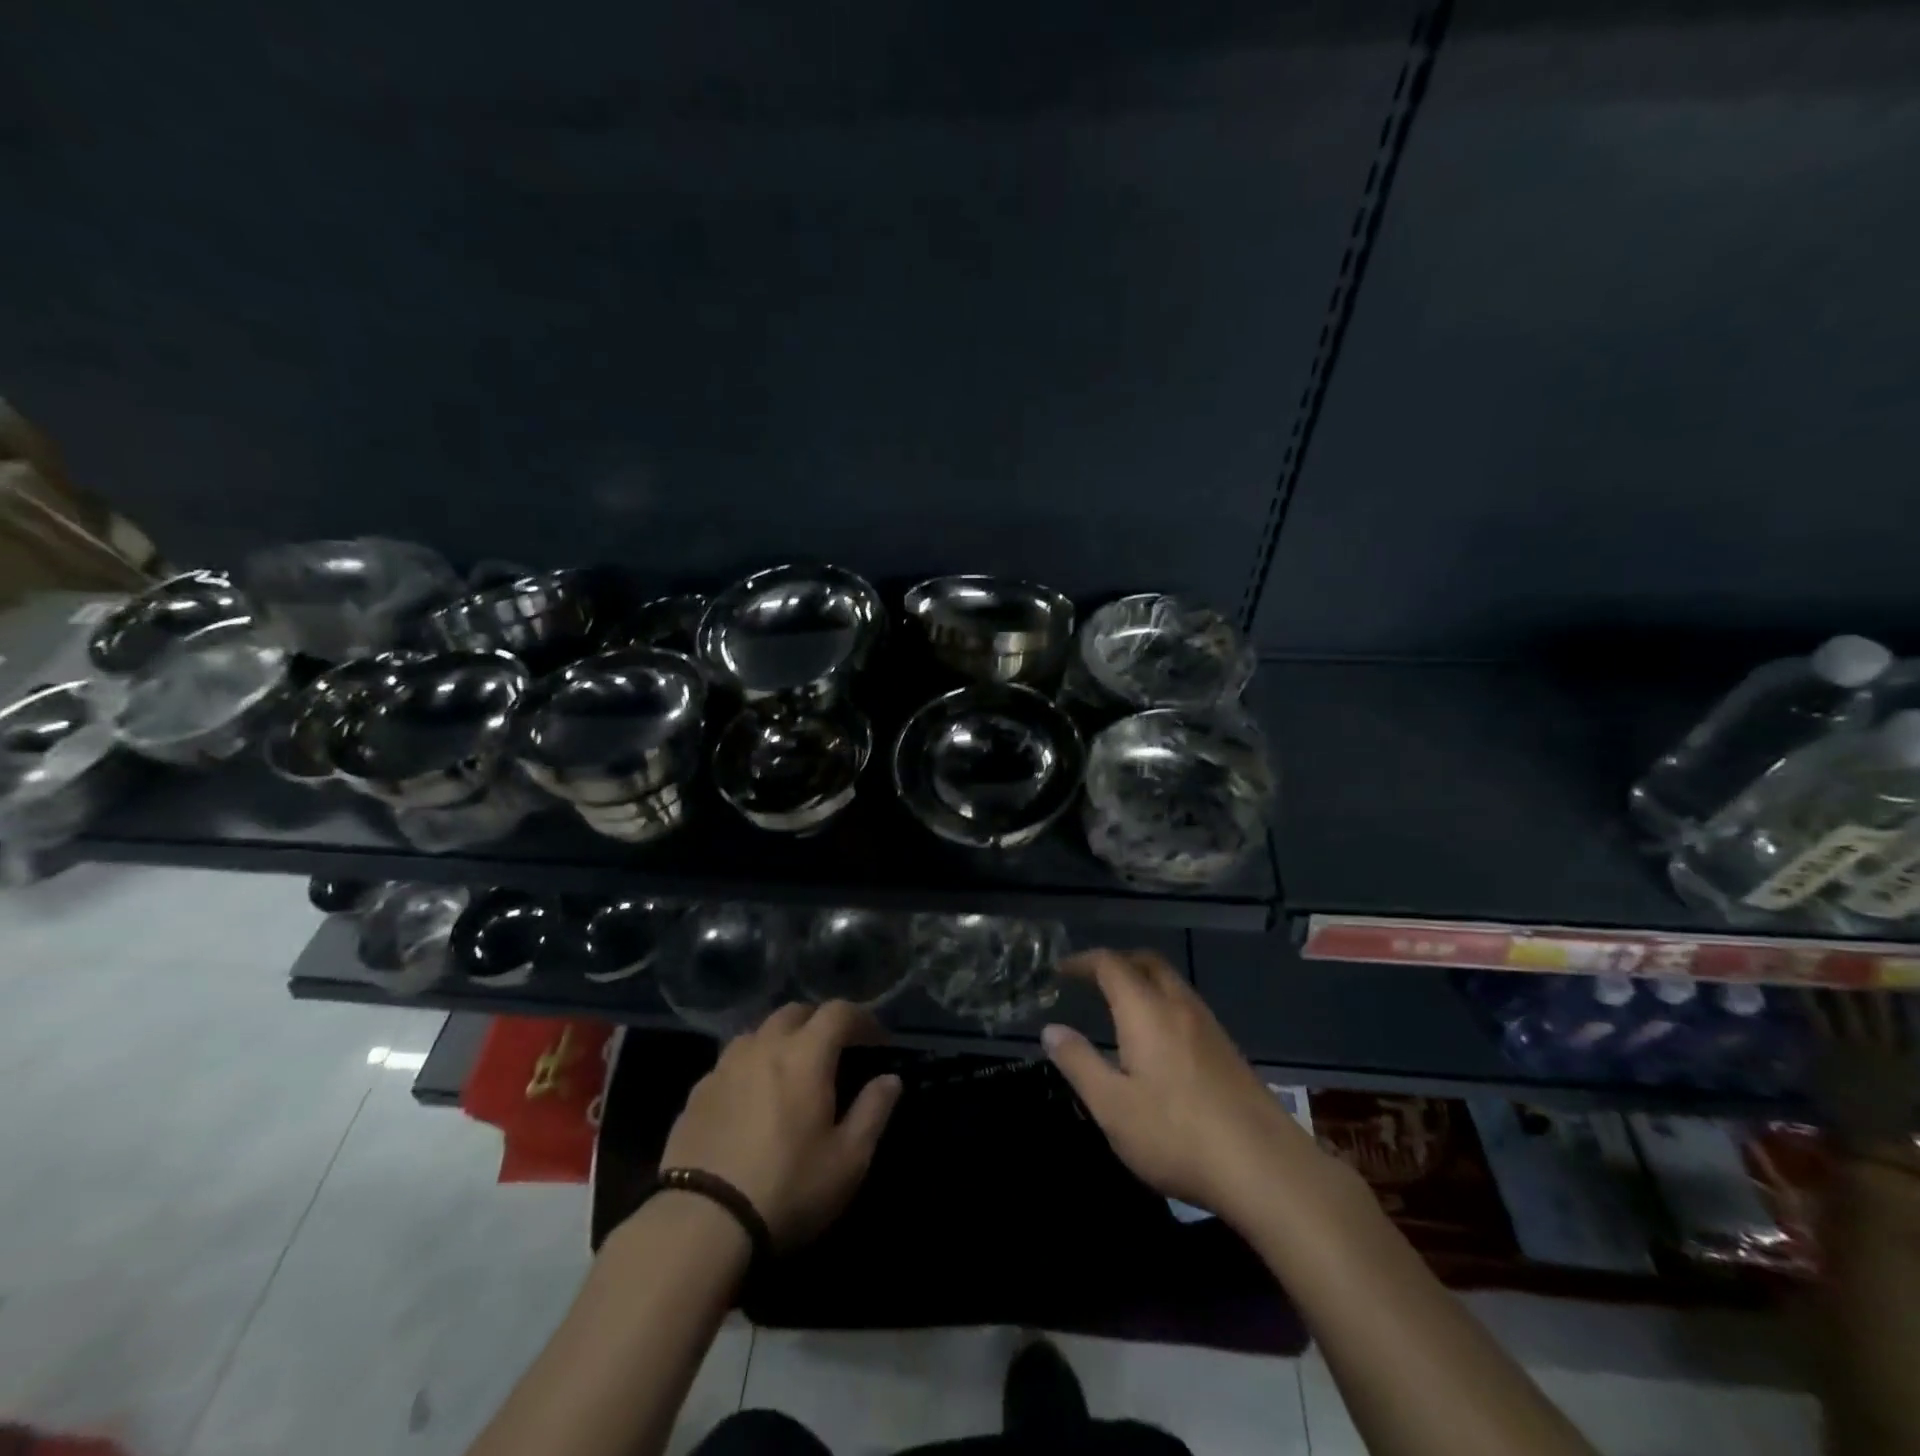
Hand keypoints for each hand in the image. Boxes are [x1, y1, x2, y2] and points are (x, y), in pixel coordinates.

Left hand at [660, 1002, 901, 1247]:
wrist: (700, 1224)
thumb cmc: (787, 1188)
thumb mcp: (848, 1160)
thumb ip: (873, 1111)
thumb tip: (890, 1079)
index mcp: (805, 1055)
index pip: (838, 1012)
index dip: (862, 1019)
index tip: (877, 1040)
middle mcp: (763, 1046)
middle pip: (795, 1012)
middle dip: (820, 1022)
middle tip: (835, 1049)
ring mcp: (724, 1067)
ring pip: (758, 1032)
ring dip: (781, 1039)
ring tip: (790, 1069)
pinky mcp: (696, 1093)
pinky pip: (730, 1062)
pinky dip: (750, 1066)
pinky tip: (751, 1097)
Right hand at [1042, 949, 1306, 1220]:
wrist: (1265, 1168)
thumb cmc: (1177, 1135)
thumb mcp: (1112, 1106)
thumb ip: (1079, 1063)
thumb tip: (1051, 1029)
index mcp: (1146, 1011)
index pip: (1111, 965)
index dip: (1083, 961)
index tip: (1061, 970)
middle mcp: (1179, 1006)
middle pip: (1148, 963)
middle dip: (1117, 962)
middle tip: (1092, 979)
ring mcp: (1210, 1027)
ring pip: (1173, 984)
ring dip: (1144, 981)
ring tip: (1121, 1006)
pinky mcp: (1228, 1051)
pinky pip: (1188, 1008)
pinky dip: (1163, 1004)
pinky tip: (1159, 1041)